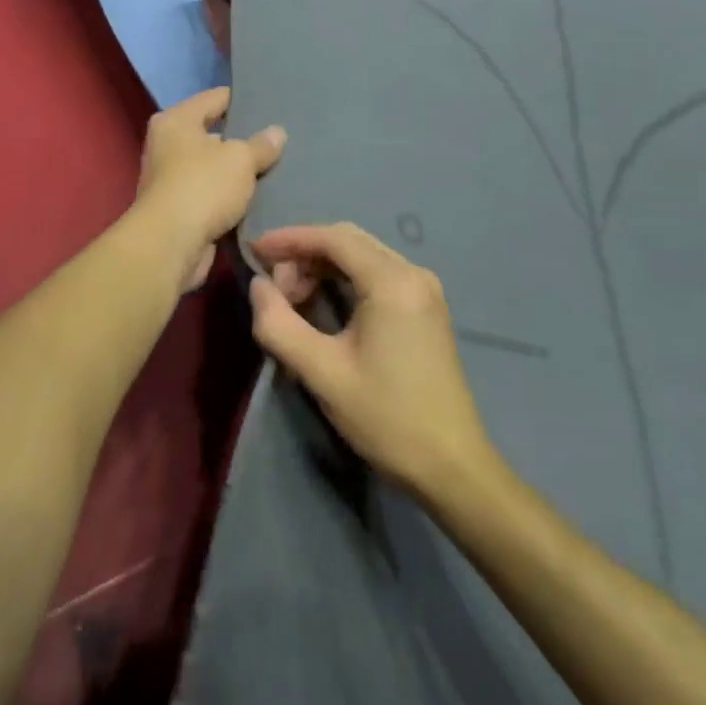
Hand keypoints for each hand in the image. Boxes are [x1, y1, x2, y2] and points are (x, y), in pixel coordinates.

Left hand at [134, 88, 285, 291]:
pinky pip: (211, 195)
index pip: (214, 98)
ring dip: (236, 172)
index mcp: (176, 121)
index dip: (242, 99)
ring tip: (274, 168)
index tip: (270, 103)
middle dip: (241, 138)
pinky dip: (229, 197)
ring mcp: (170, 179)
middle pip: (212, 133)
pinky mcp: (177, 209)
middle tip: (277, 139)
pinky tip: (258, 198)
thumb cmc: (203, 186)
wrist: (171, 244)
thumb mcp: (241, 159)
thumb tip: (277, 132)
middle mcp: (167, 145)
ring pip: (212, 167)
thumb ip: (261, 145)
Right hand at [248, 223, 493, 498]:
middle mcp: (413, 273)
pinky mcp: (426, 308)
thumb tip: (258, 286)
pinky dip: (344, 280)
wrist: (451, 465)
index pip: (333, 238)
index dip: (289, 239)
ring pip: (363, 256)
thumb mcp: (322, 373)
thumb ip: (279, 325)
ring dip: (323, 267)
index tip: (254, 252)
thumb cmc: (386, 417)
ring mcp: (424, 289)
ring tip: (293, 301)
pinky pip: (377, 274)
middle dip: (304, 254)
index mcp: (392, 282)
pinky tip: (323, 305)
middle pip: (348, 241)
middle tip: (274, 289)